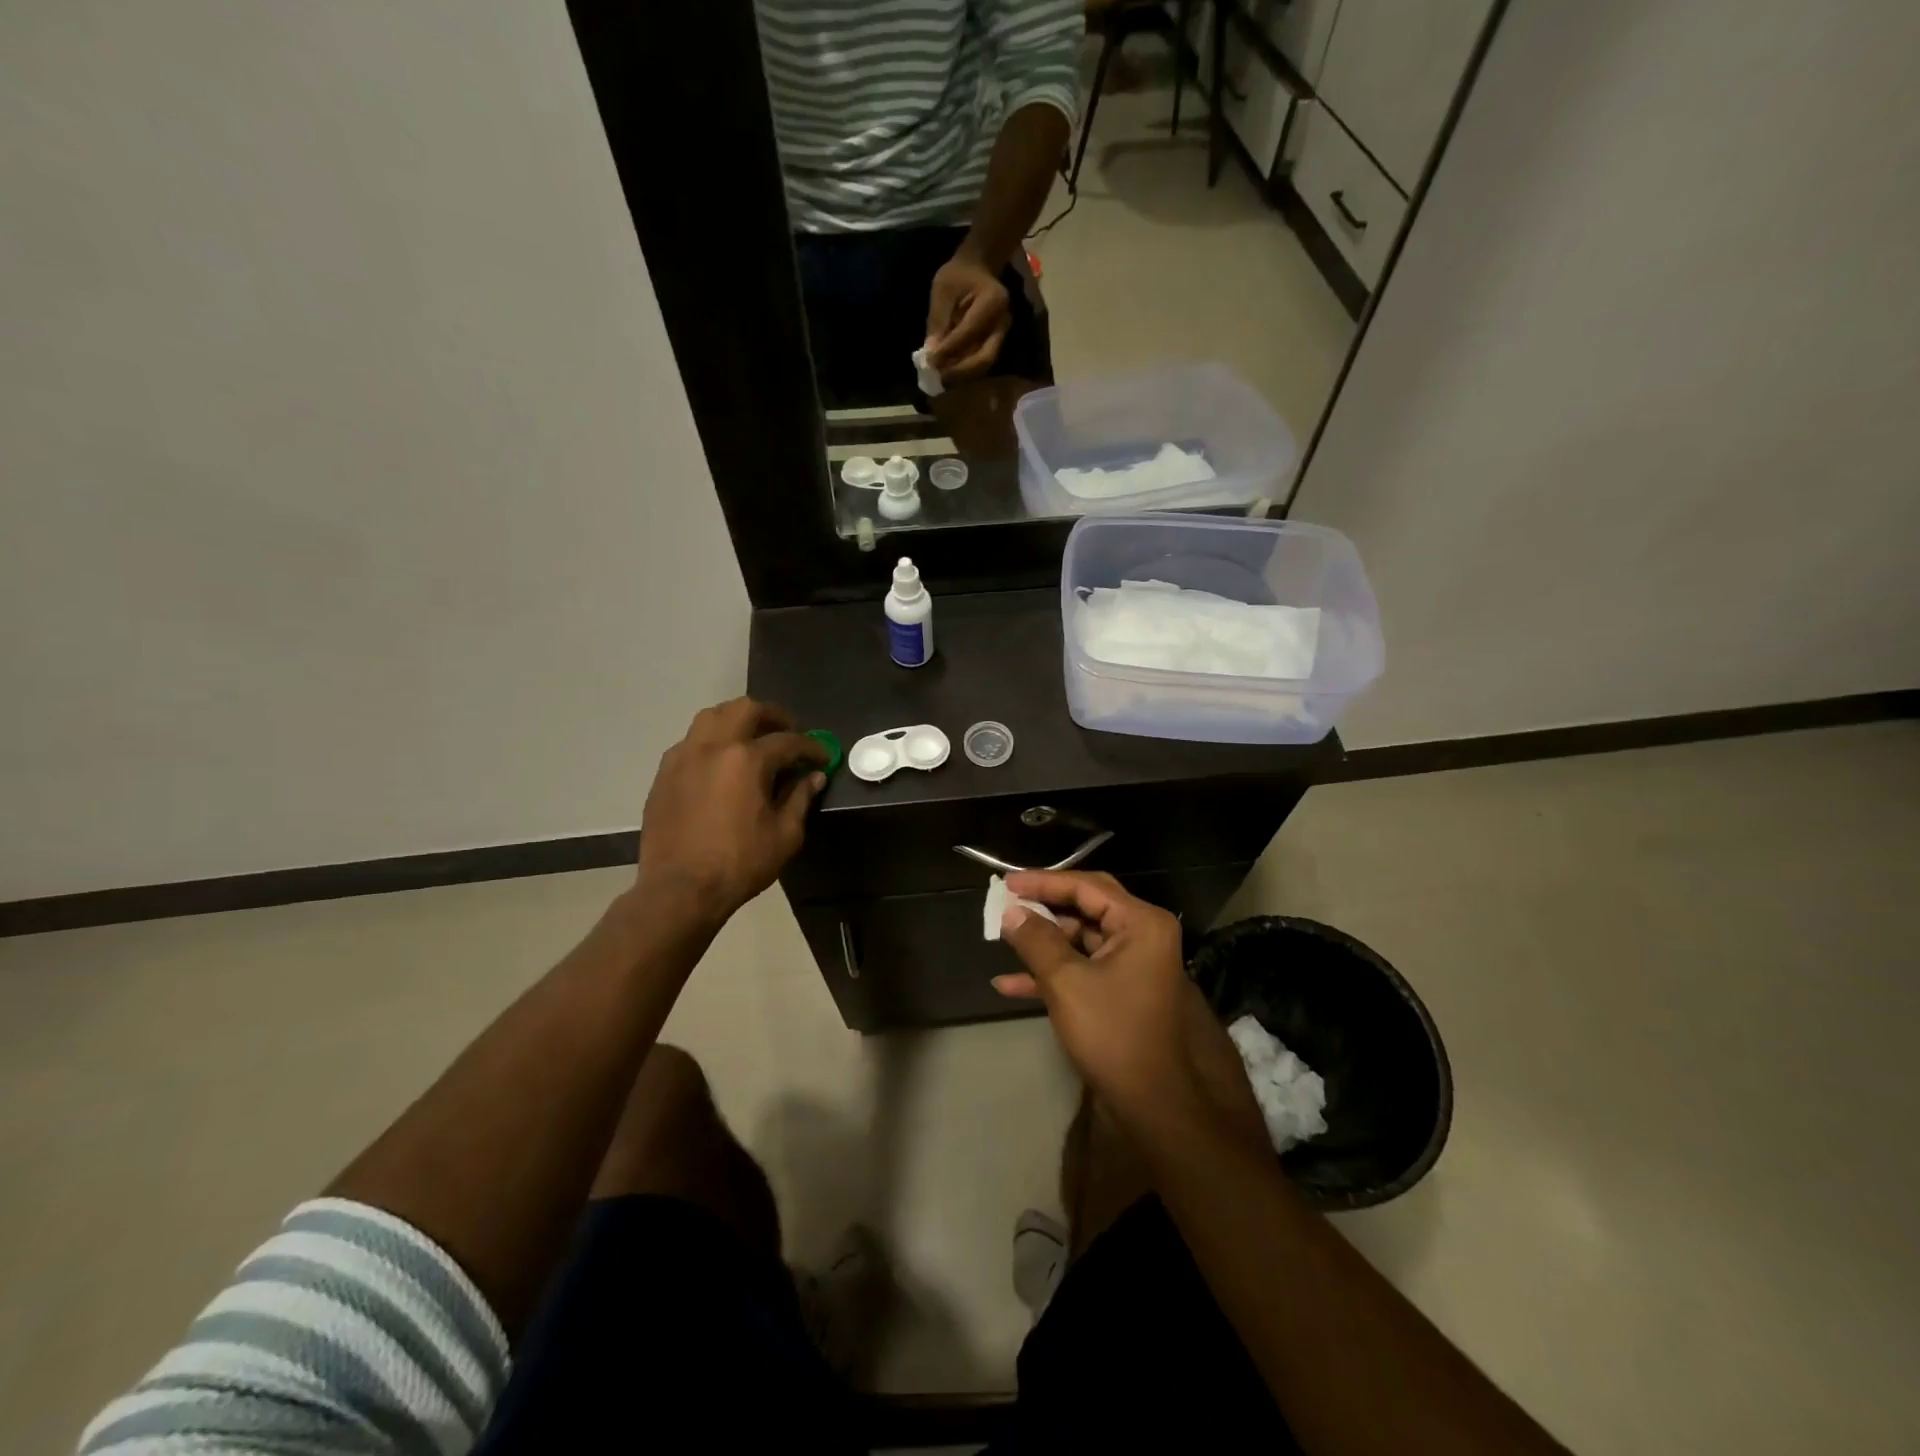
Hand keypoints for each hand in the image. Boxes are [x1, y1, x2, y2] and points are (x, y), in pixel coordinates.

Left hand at [633, 697, 827, 927]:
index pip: (788, 741)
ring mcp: (683, 756)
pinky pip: (691, 741)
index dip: (811, 746)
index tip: (822, 756)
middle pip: (746, 709)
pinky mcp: (664, 773)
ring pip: (712, 716)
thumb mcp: (784, 835)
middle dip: (774, 716)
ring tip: (753, 738)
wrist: (679, 890)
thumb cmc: (739, 864)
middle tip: (789, 732)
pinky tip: (721, 763)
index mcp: (746, 759)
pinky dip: (712, 740)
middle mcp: (713, 746)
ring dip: (738, 719)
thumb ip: (801, 798)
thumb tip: (814, 776)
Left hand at [925, 250, 1010, 381]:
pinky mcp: (995, 343)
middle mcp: (1003, 323)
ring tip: (941, 378)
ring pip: (984, 364)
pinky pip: (981, 363)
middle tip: (938, 377)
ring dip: (962, 375)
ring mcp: (1002, 335)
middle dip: (960, 371)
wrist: (978, 269)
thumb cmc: (959, 275)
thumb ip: (938, 320)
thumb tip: (931, 353)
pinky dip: (965, 371)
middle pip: (985, 357)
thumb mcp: (943, 290)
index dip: (949, 349)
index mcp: (993, 301)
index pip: (970, 332)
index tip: (930, 361)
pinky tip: (948, 372)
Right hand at [994, 871, 1266, 1150]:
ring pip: (1081, 938)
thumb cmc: (1113, 1034)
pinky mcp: (1124, 988)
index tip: (1006, 882)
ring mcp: (1135, 962)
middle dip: (1043, 906)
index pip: (1086, 886)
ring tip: (1002, 939)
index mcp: (1140, 923)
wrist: (1155, 1103)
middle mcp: (1143, 934)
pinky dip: (1053, 971)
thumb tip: (1010, 911)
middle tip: (1006, 901)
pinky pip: (1085, 966)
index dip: (1043, 882)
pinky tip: (1011, 984)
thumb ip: (1036, 940)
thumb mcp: (1066, 983)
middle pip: (1085, 906)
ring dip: (1043, 941)